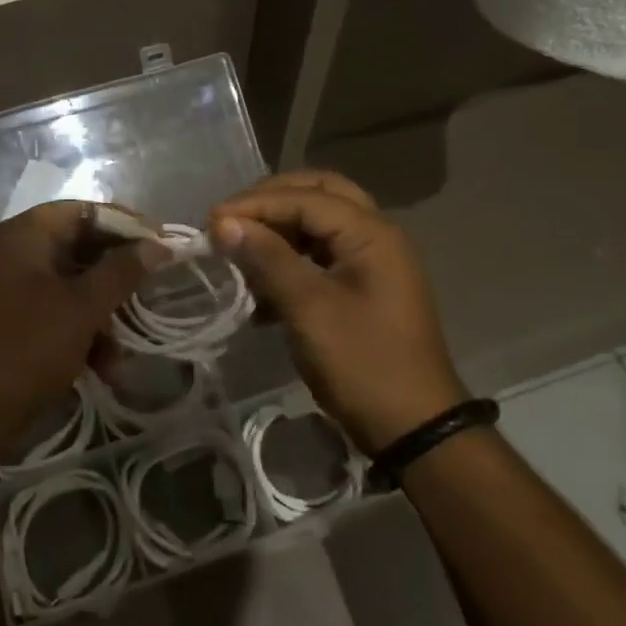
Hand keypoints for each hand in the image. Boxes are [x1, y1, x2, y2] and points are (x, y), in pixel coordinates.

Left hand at [0, 202, 165, 476]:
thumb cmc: (26, 349)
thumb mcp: (82, 309)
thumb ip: (121, 272)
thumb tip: (158, 245)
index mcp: (21, 235)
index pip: (82, 210)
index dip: (125, 224)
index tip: (160, 243)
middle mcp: (9, 252)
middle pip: (76, 248)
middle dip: (115, 277)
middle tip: (150, 293)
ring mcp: (4, 289)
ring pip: (68, 286)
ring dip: (101, 314)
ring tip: (122, 352)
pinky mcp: (6, 322)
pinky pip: (52, 312)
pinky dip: (78, 333)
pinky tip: (102, 367)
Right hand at [210, 171, 464, 454]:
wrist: (414, 429)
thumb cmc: (363, 364)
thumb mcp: (310, 309)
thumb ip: (267, 259)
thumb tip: (224, 223)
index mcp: (371, 233)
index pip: (304, 198)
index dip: (255, 205)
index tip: (211, 223)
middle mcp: (375, 236)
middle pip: (318, 195)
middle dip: (271, 201)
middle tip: (231, 219)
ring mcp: (371, 262)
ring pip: (318, 224)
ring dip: (278, 231)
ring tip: (240, 249)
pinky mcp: (362, 288)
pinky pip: (320, 256)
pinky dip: (289, 260)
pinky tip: (260, 289)